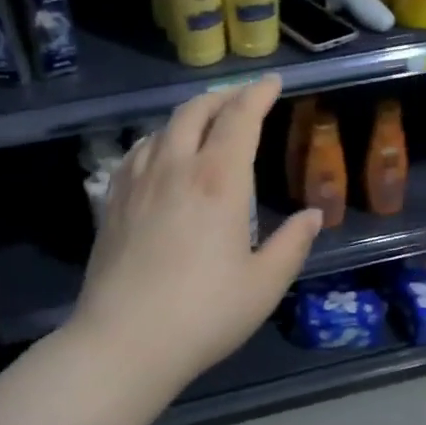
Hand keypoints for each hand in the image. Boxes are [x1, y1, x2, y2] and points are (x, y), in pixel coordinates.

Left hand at [67, 75, 321, 392]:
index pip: (239, 118)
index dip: (257, 94)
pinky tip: (161, 155)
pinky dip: (159, 139)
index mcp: (218, 181)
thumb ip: (293, 244)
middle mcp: (175, 168)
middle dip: (222, 96)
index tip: (272, 82)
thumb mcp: (264, 285)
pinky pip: (138, 152)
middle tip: (242, 97)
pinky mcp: (113, 201)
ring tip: (205, 123)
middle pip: (196, 111)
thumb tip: (312, 216)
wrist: (123, 341)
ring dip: (189, 115)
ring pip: (163, 127)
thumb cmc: (203, 314)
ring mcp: (138, 182)